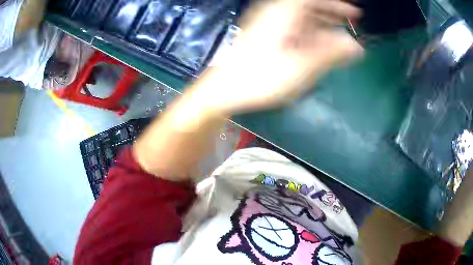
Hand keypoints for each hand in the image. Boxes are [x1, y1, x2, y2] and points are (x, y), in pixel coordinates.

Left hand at [195, 0, 363, 114]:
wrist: (222, 89)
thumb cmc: (259, 77)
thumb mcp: (300, 66)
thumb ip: (330, 53)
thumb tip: (356, 46)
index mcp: (284, 12)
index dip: (336, 4)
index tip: (355, 13)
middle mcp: (276, 12)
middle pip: (309, 5)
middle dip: (333, 12)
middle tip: (352, 22)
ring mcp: (270, 23)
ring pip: (303, 17)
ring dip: (324, 23)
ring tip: (342, 34)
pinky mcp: (266, 35)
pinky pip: (294, 27)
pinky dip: (311, 33)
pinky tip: (320, 44)